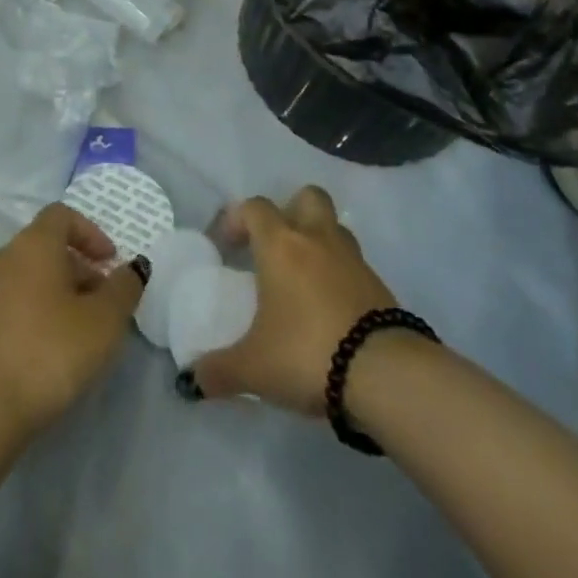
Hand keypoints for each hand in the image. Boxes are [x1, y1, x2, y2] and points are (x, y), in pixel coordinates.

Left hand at [0, 203, 145, 438]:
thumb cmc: (47, 353)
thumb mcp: (103, 322)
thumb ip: (123, 289)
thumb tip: (132, 268)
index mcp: (33, 244)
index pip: (62, 215)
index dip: (90, 233)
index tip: (110, 263)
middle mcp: (3, 257)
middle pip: (45, 247)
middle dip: (78, 269)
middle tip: (102, 305)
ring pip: (27, 277)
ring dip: (56, 294)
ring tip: (78, 334)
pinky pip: (10, 304)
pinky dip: (33, 314)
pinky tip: (46, 354)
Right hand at [189, 187, 397, 412]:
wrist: (385, 374)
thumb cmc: (307, 352)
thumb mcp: (254, 368)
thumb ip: (219, 370)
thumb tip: (192, 380)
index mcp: (280, 245)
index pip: (255, 207)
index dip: (237, 219)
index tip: (227, 246)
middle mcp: (317, 239)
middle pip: (307, 197)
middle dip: (291, 211)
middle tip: (276, 244)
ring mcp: (353, 260)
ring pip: (335, 228)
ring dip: (319, 242)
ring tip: (305, 278)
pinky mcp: (380, 287)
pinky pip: (354, 266)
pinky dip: (341, 277)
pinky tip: (331, 309)